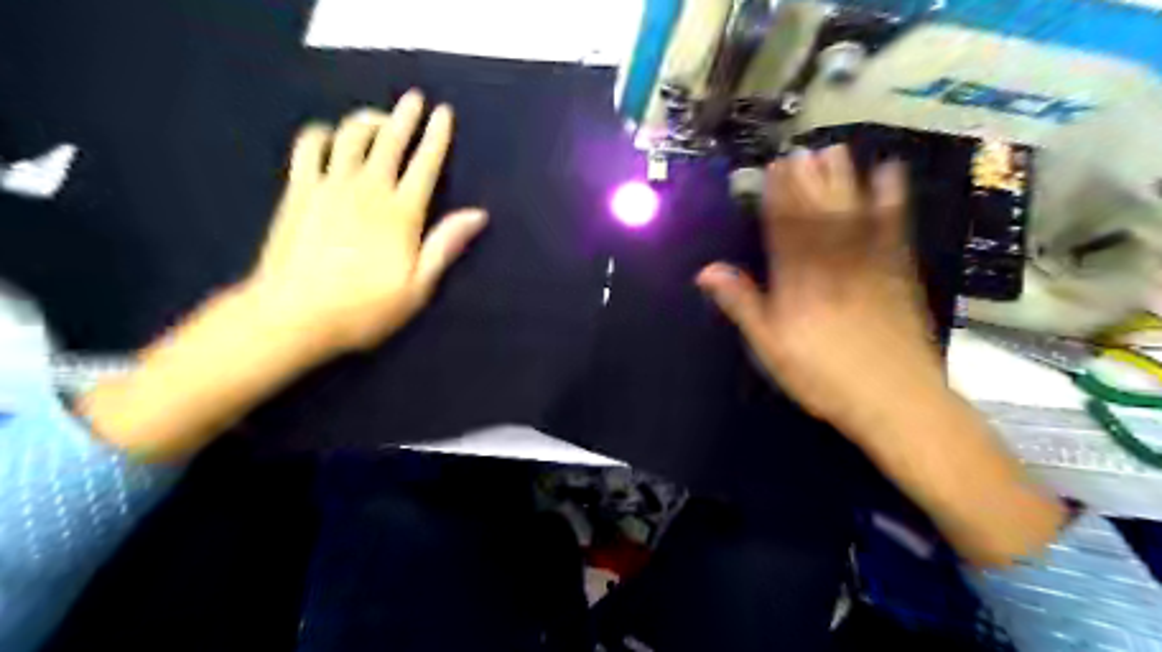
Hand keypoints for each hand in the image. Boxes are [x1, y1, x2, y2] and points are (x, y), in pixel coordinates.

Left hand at [241, 89, 485, 352]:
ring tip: (379, 118)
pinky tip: (329, 135)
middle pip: (389, 141)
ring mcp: (329, 185)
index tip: (444, 113)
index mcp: (401, 214)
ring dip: (367, 120)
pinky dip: (321, 134)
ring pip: (351, 136)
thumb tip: (478, 214)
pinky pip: (309, 148)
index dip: (437, 137)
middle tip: (414, 98)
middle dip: (405, 116)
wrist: (293, 315)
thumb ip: (445, 246)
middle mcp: (368, 190)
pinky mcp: (299, 190)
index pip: (425, 165)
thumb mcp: (418, 287)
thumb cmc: (364, 309)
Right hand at [693, 145, 938, 435]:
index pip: (783, 231)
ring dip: (842, 181)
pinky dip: (891, 201)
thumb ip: (741, 305)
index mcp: (796, 284)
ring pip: (851, 215)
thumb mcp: (770, 347)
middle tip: (800, 151)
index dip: (777, 198)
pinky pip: (893, 230)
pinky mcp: (899, 273)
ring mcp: (868, 266)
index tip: (772, 170)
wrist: (894, 399)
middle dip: (807, 182)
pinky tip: (890, 176)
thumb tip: (706, 271)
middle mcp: (831, 265)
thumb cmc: (823, 378)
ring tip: (834, 151)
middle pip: (817, 216)